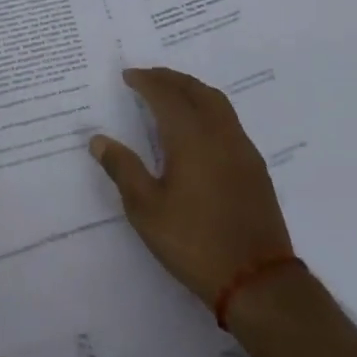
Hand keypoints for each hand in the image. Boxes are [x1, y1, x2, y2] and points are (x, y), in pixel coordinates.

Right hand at [88, 66, 292, 305]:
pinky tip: (200, 128)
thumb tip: (98, 140)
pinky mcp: (255, 166)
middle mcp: (219, 131)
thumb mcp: (147, 210)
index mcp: (190, 135)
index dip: (146, 81)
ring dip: (192, 89)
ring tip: (172, 93)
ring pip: (216, 101)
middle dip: (169, 78)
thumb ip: (123, 169)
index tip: (128, 76)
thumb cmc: (195, 242)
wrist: (257, 280)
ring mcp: (241, 147)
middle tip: (148, 77)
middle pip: (194, 90)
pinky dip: (209, 108)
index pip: (165, 94)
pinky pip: (228, 119)